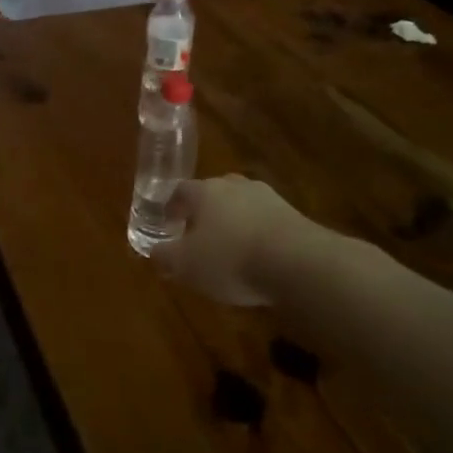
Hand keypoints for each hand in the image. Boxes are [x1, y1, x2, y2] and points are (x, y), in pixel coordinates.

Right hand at [149, 175, 336, 306]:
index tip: (169, 223)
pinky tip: (258, 258)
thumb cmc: (230, 259)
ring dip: (234, 223)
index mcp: (204, 191)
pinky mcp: (295, 217)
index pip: (181, 190)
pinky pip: (266, 222)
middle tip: (198, 234)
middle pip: (214, 193)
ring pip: (243, 206)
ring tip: (230, 249)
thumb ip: (165, 256)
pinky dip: (258, 235)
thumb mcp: (185, 265)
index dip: (172, 206)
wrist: (298, 263)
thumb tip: (154, 251)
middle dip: (205, 212)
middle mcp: (236, 187)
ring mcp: (269, 199)